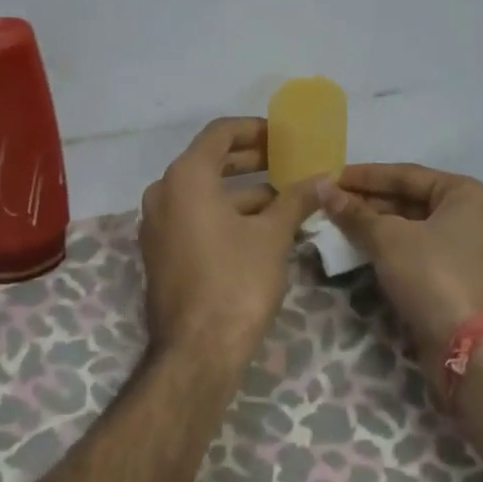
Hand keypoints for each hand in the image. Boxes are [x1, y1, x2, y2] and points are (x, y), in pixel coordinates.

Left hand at [138, 118, 321, 368]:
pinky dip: (225, 214)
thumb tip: (324, 178)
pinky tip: (262, 228)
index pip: (219, 133)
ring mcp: (158, 223)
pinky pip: (194, 217)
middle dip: (251, 160)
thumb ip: (296, 200)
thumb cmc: (236, 282)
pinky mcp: (161, 251)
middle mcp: (164, 192)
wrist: (196, 352)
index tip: (283, 136)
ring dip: (243, 192)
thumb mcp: (272, 236)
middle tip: (287, 163)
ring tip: (286, 199)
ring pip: (204, 193)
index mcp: (186, 177)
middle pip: (210, 161)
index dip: (254, 129)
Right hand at [319, 163, 482, 383]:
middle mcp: (475, 217)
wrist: (473, 352)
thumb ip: (354, 213)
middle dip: (370, 202)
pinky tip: (363, 250)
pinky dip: (392, 250)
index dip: (366, 176)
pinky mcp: (461, 281)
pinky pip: (420, 253)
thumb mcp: (388, 239)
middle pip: (411, 200)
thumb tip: (322, 187)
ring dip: (378, 227)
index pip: (406, 174)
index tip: (332, 178)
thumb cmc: (434, 276)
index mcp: (466, 194)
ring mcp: (470, 252)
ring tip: (340, 225)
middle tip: (331, 203)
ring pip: (414, 229)